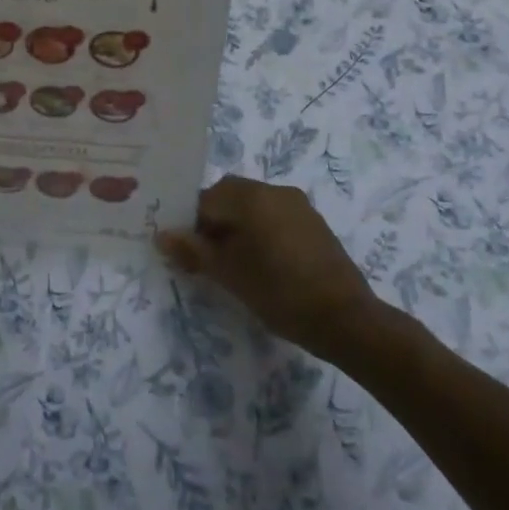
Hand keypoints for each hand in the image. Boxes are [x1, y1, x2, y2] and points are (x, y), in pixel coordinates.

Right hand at [159, 175, 389, 358]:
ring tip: (233, 264)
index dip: (190, 225)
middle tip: (206, 259)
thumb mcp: (229, 274)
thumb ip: (193, 251)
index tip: (187, 253)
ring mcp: (297, 205)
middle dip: (213, 223)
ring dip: (236, 226)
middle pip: (229, 196)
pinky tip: (262, 264)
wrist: (346, 319)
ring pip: (252, 206)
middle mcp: (274, 190)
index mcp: (251, 196)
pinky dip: (259, 231)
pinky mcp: (313, 222)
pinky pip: (274, 216)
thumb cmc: (279, 292)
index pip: (205, 199)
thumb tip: (162, 235)